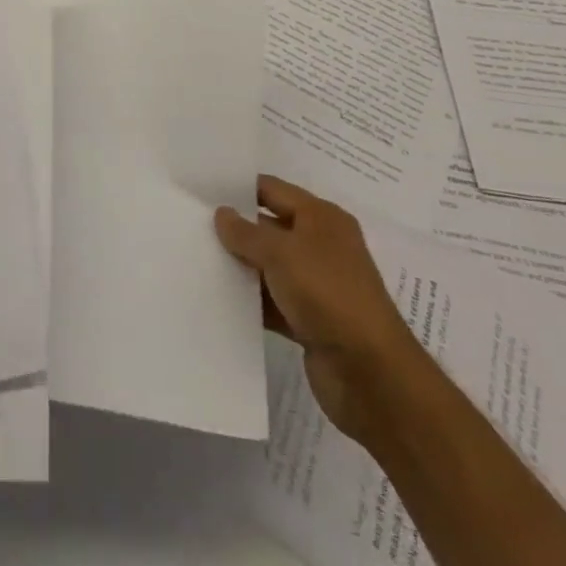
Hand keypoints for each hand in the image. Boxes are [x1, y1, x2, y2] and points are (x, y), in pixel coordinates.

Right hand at [215, 175, 420, 441]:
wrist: (372, 375)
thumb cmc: (328, 294)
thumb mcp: (281, 253)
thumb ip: (246, 233)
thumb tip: (222, 214)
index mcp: (321, 218)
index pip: (273, 190)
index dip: (240, 189)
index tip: (201, 191)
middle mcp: (321, 246)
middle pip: (270, 228)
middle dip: (236, 229)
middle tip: (192, 225)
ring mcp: (317, 285)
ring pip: (269, 267)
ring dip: (241, 267)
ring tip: (197, 260)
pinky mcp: (310, 321)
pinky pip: (273, 301)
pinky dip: (251, 301)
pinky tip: (219, 299)